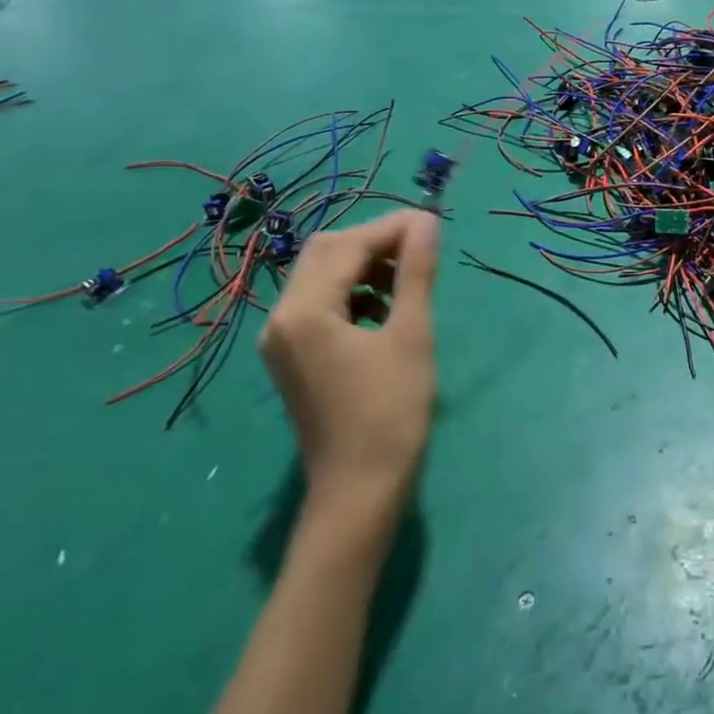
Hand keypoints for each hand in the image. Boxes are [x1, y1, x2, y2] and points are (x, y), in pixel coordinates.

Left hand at [258, 210, 440, 518]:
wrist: (359, 491)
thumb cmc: (391, 413)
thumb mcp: (410, 336)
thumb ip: (415, 273)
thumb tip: (426, 222)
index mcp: (304, 312)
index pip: (347, 245)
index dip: (390, 227)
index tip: (432, 223)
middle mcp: (281, 319)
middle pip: (325, 254)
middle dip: (373, 241)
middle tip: (419, 246)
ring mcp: (282, 340)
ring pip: (321, 277)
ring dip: (363, 265)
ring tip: (407, 277)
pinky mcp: (293, 357)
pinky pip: (319, 305)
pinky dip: (352, 293)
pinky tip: (385, 308)